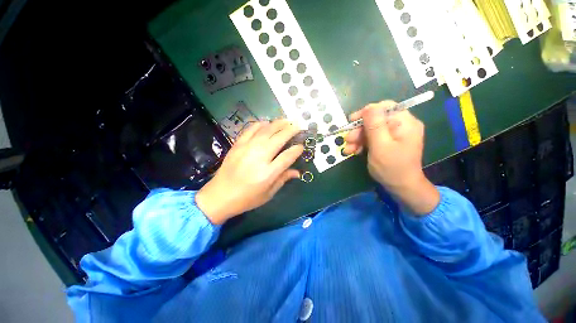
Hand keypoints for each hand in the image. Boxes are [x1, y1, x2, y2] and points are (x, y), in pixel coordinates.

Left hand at [195, 120, 303, 224]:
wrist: (219, 195)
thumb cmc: (246, 198)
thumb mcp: (268, 194)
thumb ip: (283, 179)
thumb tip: (297, 172)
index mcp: (268, 173)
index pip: (287, 157)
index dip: (297, 150)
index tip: (301, 146)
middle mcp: (259, 158)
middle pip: (278, 139)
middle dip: (290, 130)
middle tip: (298, 125)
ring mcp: (247, 149)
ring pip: (266, 131)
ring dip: (277, 124)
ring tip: (286, 120)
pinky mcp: (237, 145)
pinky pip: (250, 130)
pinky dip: (259, 124)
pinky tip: (266, 123)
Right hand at [344, 101, 438, 214]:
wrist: (401, 187)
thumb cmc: (392, 168)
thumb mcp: (380, 146)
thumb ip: (374, 126)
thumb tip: (368, 107)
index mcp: (405, 122)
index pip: (384, 107)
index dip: (366, 112)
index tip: (351, 121)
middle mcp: (401, 125)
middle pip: (375, 119)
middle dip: (359, 130)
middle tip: (347, 140)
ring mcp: (394, 134)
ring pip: (371, 129)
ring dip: (357, 138)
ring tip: (348, 149)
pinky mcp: (387, 142)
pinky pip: (372, 138)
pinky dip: (361, 143)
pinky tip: (354, 151)